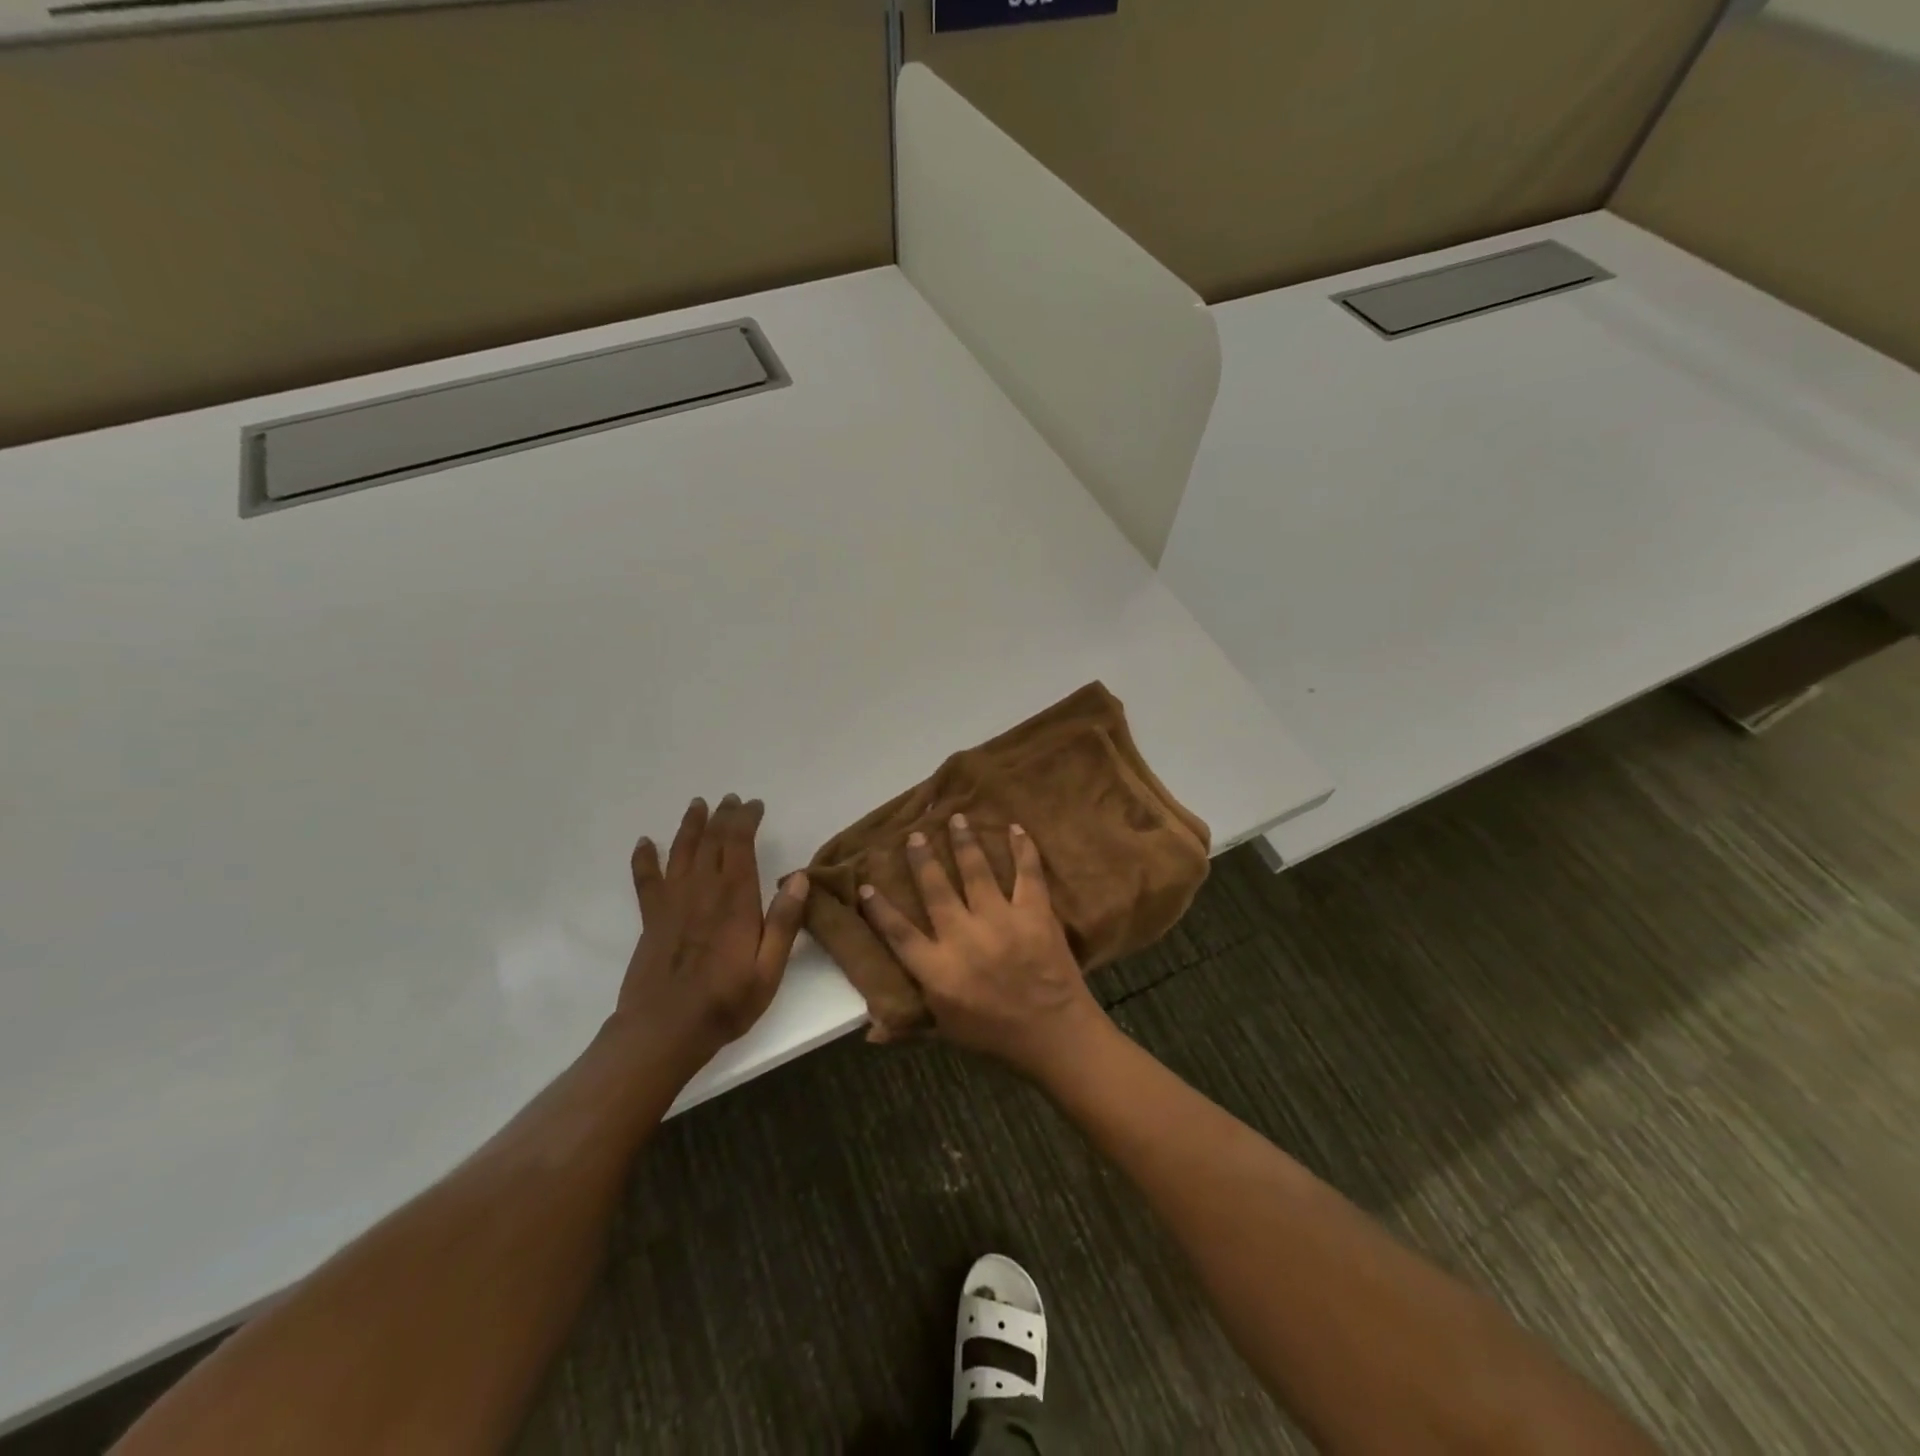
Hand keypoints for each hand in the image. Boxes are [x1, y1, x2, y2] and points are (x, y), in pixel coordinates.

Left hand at [618, 795, 809, 1071]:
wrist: (663, 1032)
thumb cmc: (725, 1003)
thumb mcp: (769, 970)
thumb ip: (784, 922)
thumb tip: (799, 878)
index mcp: (735, 899)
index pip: (739, 843)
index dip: (746, 818)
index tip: (754, 805)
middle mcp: (702, 890)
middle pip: (711, 840)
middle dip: (723, 815)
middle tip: (732, 800)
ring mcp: (672, 902)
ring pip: (681, 850)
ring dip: (690, 825)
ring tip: (698, 805)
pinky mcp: (652, 918)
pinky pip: (646, 879)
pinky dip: (645, 858)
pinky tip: (646, 843)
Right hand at [858, 815, 1106, 1076]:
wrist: (1056, 1036)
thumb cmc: (995, 1036)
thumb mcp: (946, 1033)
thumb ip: (908, 1025)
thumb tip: (869, 1030)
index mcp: (938, 969)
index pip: (899, 933)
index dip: (880, 909)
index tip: (866, 884)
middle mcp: (963, 937)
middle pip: (936, 889)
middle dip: (923, 859)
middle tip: (915, 835)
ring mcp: (1000, 920)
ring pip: (976, 871)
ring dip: (964, 842)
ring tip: (957, 818)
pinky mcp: (1034, 913)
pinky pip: (1027, 873)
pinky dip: (1022, 849)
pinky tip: (1014, 828)